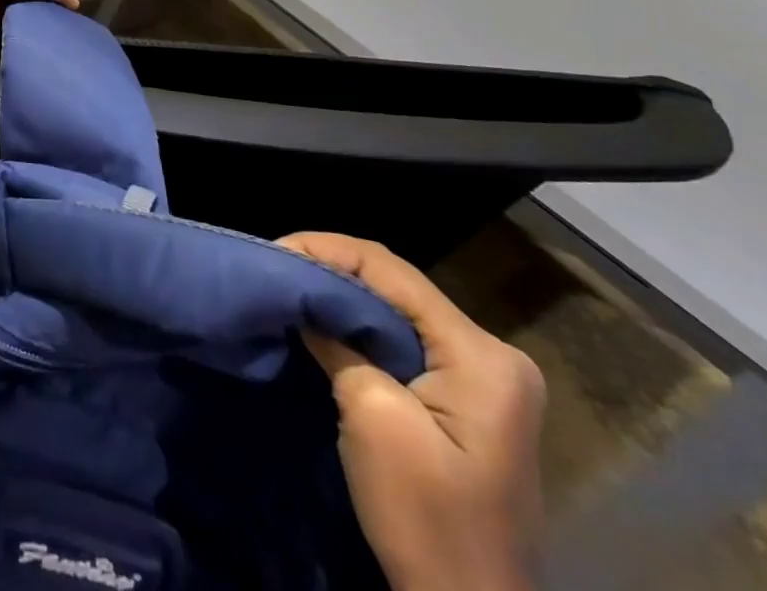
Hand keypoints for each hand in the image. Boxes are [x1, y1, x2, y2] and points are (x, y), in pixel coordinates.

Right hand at [278, 232, 544, 590]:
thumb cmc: (427, 519)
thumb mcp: (372, 417)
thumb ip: (338, 342)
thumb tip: (305, 302)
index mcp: (482, 354)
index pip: (391, 271)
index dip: (326, 249)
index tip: (274, 251)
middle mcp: (492, 355)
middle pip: (397, 287)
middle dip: (332, 271)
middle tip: (277, 268)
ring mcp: (485, 381)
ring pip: (398, 312)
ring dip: (343, 299)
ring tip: (291, 289)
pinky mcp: (468, 403)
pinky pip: (405, 342)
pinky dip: (361, 329)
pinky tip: (325, 326)